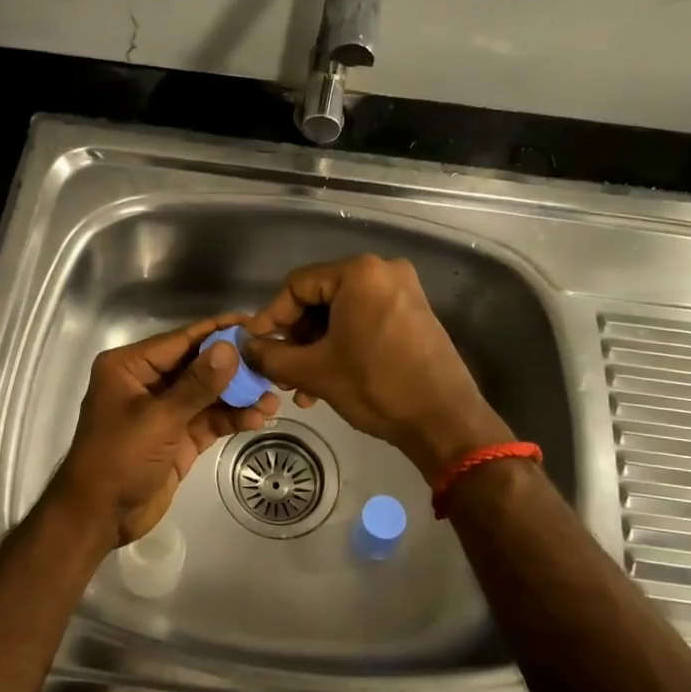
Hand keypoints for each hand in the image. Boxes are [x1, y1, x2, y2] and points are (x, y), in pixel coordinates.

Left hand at [51, 314, 279, 550]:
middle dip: (234, 367)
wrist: (99, 517)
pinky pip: (209, 420)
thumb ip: (198, 384)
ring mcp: (164, 411)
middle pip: (198, 365)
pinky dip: (231, 418)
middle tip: (271, 362)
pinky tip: (259, 417)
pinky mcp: (178, 437)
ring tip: (273, 396)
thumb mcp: (159, 418)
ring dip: (239, 396)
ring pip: (208, 394)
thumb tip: (230, 347)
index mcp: (130, 367)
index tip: (254, 323)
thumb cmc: (119, 458)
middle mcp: (147, 382)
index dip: (218, 332)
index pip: (181, 340)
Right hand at [242, 255, 510, 479]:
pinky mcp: (413, 314)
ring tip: (301, 386)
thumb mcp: (314, 371)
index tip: (255, 346)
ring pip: (340, 314)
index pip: (297, 286)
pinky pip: (363, 321)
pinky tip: (327, 380)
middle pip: (319, 298)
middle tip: (280, 370)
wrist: (444, 420)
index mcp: (360, 273)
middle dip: (296, 338)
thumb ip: (271, 355)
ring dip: (316, 348)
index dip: (271, 317)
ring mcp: (402, 292)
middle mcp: (383, 271)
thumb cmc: (376, 386)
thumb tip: (246, 348)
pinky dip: (342, 345)